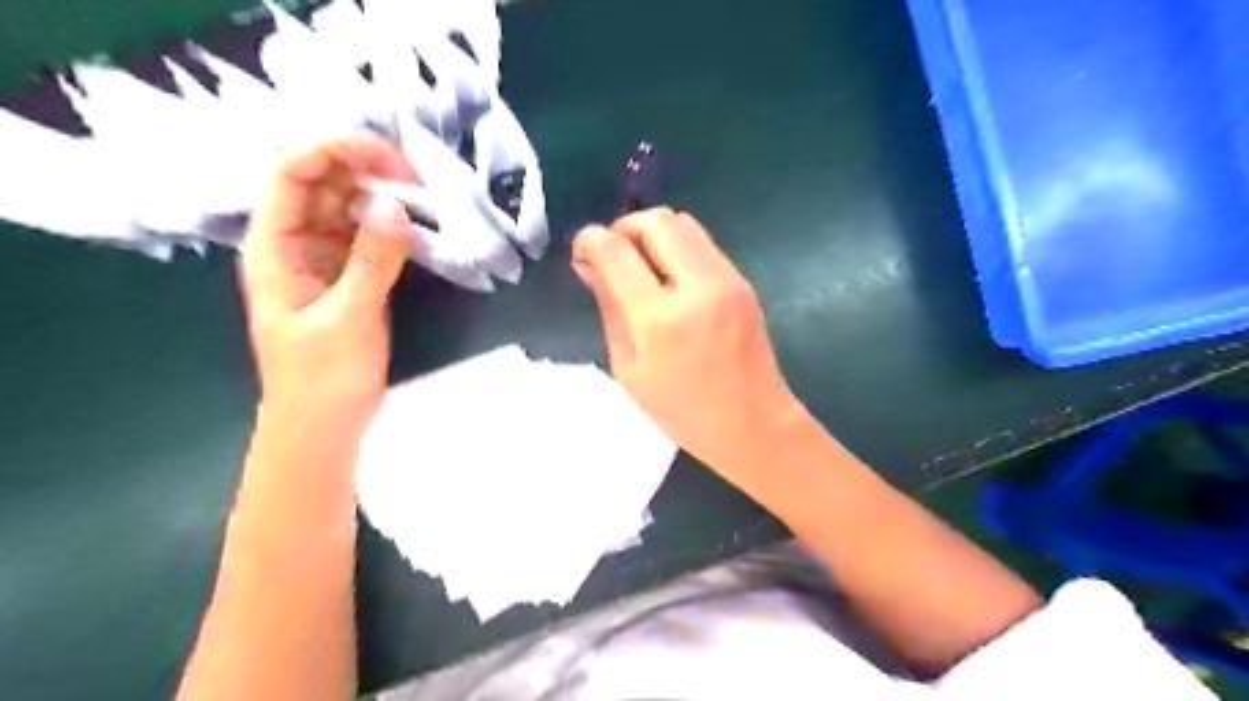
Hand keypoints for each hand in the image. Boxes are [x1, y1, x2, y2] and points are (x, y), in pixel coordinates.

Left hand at [241, 132, 416, 435]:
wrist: (322, 427)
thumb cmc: (322, 378)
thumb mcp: (348, 318)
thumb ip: (372, 261)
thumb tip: (397, 207)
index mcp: (274, 246)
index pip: (292, 172)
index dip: (335, 151)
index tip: (390, 159)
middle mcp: (293, 243)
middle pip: (322, 183)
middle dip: (366, 170)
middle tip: (418, 180)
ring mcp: (321, 259)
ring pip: (346, 208)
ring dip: (381, 196)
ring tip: (424, 197)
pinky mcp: (347, 277)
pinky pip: (365, 237)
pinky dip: (389, 226)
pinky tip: (415, 226)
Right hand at [576, 209, 809, 487]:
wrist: (753, 424)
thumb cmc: (683, 412)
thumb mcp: (629, 370)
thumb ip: (609, 310)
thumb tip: (591, 266)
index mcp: (659, 319)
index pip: (617, 251)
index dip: (591, 239)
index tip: (582, 249)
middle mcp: (696, 287)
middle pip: (656, 221)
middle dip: (625, 227)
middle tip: (613, 254)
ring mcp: (726, 280)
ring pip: (683, 223)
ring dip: (653, 233)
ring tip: (640, 265)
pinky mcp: (742, 281)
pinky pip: (702, 244)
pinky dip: (677, 247)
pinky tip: (670, 278)